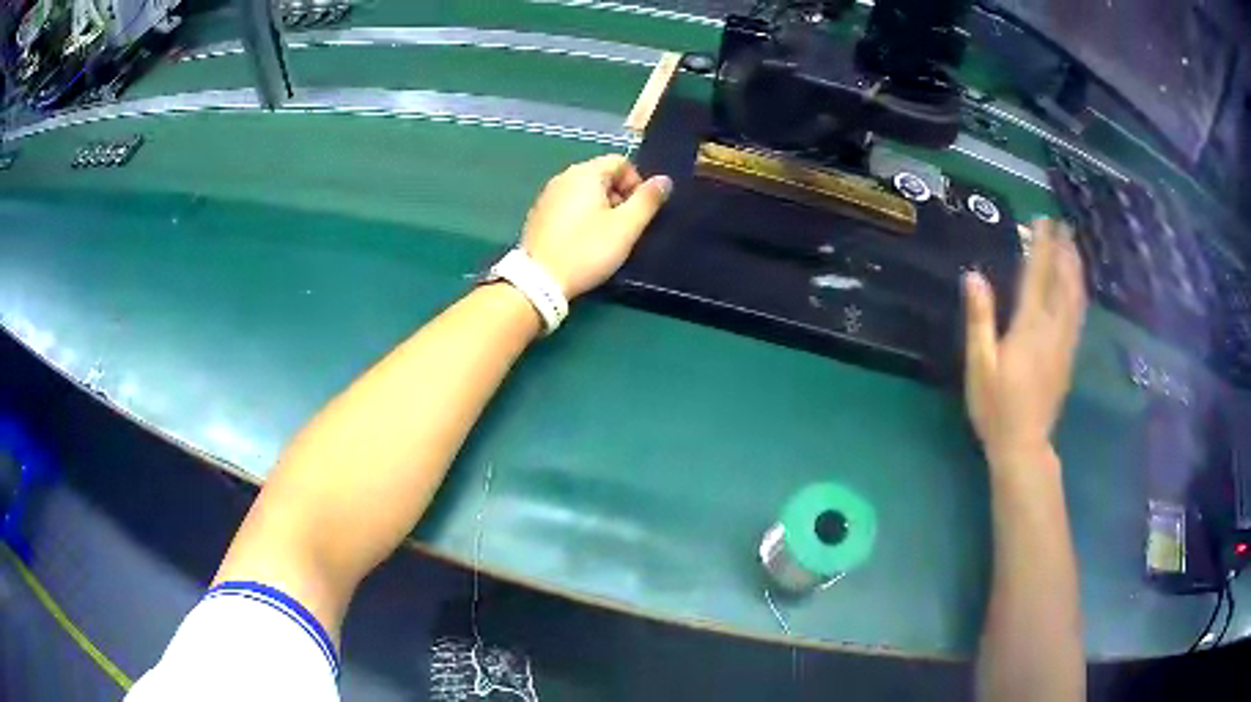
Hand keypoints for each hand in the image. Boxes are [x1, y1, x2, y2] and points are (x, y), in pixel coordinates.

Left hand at [521, 154, 672, 298]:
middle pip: (602, 175)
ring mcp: (547, 195)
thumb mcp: (626, 227)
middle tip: (625, 227)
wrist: (539, 281)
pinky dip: (582, 216)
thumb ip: (648, 200)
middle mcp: (563, 177)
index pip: (621, 162)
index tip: (639, 211)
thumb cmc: (587, 250)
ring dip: (602, 207)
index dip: (637, 183)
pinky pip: (569, 205)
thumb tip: (664, 180)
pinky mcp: (538, 214)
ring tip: (606, 236)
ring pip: (585, 192)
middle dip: (619, 196)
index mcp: (585, 173)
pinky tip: (583, 241)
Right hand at [963, 219, 1086, 468]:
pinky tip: (1078, 289)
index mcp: (1028, 327)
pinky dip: (1079, 295)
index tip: (1043, 220)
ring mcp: (1064, 344)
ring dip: (1076, 270)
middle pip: (1063, 282)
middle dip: (1064, 251)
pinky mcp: (1068, 358)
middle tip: (1064, 226)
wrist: (1024, 446)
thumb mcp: (979, 365)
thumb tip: (973, 276)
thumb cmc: (996, 407)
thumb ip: (980, 319)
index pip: (1037, 276)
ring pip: (1076, 299)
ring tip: (1075, 248)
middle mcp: (1052, 329)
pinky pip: (1078, 317)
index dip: (1041, 246)